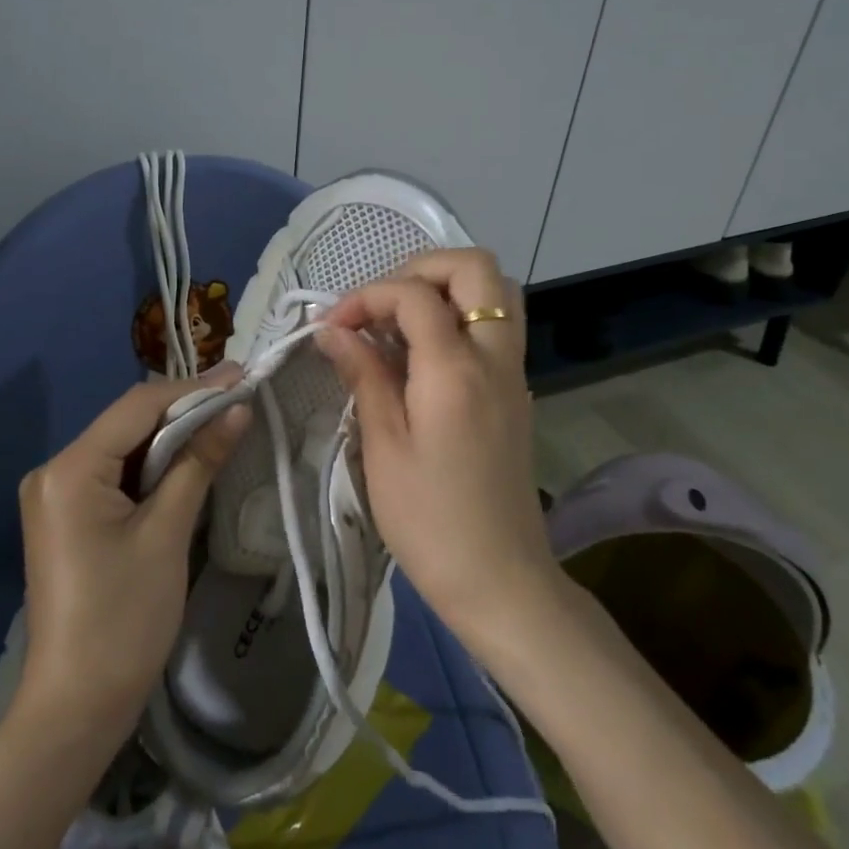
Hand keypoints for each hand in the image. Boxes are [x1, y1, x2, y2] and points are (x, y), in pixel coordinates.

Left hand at [14, 367, 250, 744]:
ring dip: (171, 438)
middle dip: (184, 410)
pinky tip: (189, 460)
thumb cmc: (124, 619)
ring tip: (224, 421)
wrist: (75, 708)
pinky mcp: (66, 517)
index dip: (192, 389)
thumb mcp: (167, 533)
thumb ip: (199, 462)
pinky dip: (152, 467)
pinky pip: (114, 475)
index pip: (137, 407)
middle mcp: (54, 470)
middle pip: (127, 423)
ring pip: (123, 447)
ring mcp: (56, 495)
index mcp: (70, 469)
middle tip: (239, 398)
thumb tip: (237, 410)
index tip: (242, 376)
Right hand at [315, 249, 556, 645]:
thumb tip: (332, 329)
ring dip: (446, 289)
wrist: (501, 580)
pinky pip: (496, 327)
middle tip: (379, 303)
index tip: (333, 327)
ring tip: (398, 323)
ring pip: (497, 292)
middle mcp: (494, 356)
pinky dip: (459, 317)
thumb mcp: (383, 447)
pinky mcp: (515, 393)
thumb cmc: (430, 520)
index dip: (366, 296)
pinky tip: (420, 357)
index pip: (414, 295)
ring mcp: (513, 373)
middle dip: (421, 268)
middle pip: (476, 268)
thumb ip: (363, 375)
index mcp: (455, 369)